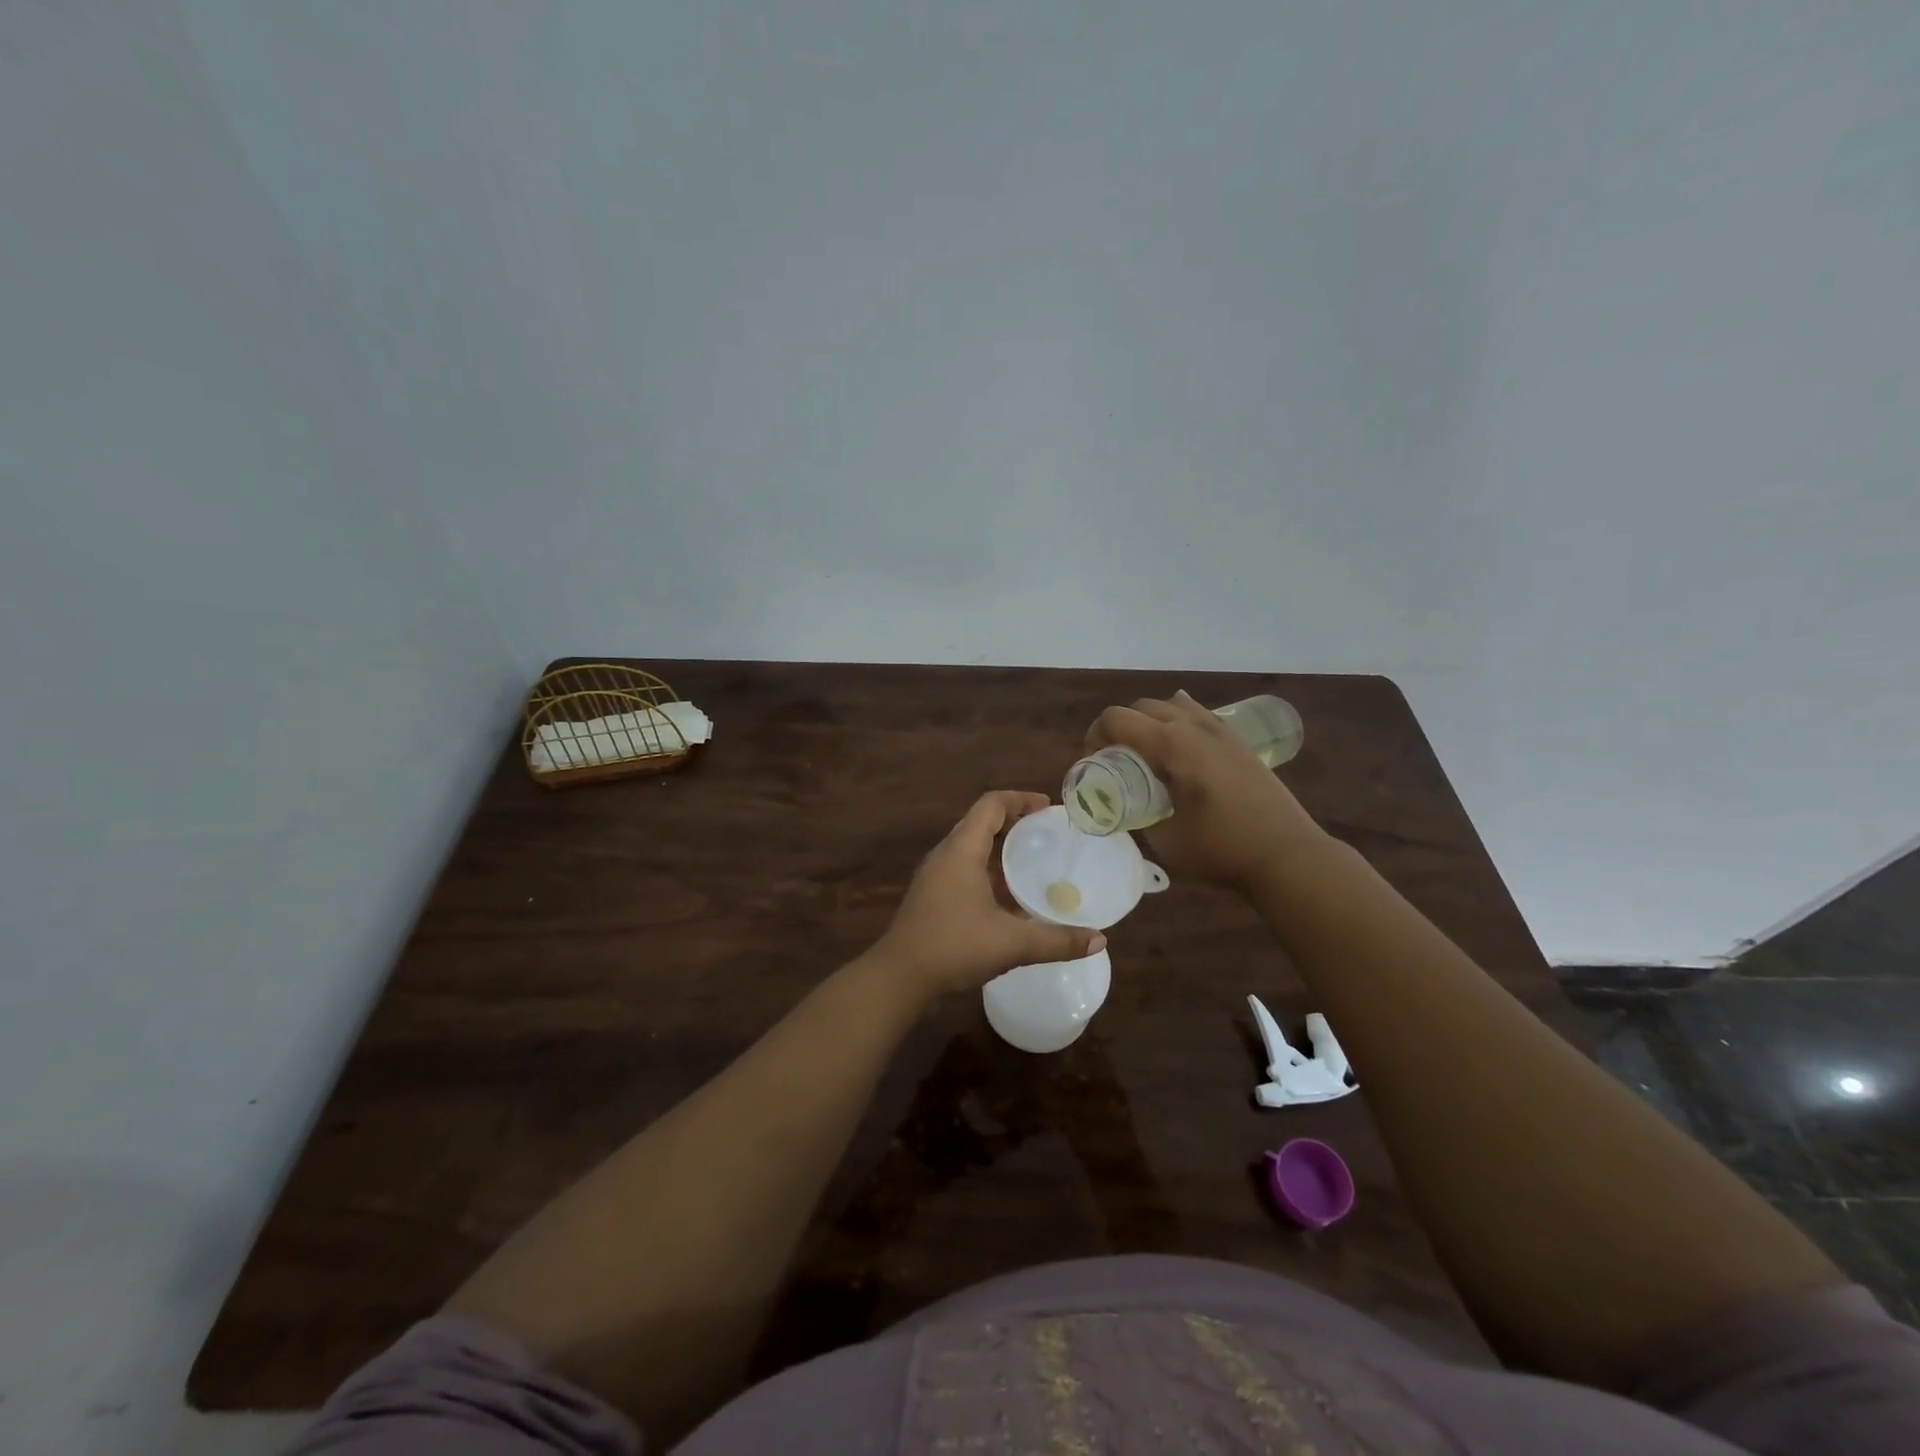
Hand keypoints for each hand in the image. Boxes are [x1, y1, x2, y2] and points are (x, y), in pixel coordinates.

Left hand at [874, 791, 1105, 998]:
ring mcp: (934, 876)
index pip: (991, 805)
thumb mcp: (1011, 943)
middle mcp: (945, 855)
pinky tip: (1008, 897)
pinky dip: (988, 870)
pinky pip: (963, 868)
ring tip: (1032, 861)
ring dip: (1000, 847)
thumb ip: (1056, 941)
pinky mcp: (930, 896)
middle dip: (1014, 822)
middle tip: (1047, 833)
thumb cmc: (953, 947)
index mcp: (961, 850)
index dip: (1020, 799)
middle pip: (980, 822)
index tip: (1048, 807)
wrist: (899, 977)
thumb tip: (1099, 940)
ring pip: (971, 847)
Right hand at [1085, 691, 1328, 891]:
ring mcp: (1220, 730)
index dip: (1094, 736)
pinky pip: (1198, 714)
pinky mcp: (1237, 741)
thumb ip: (1136, 816)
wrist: (1287, 855)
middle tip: (1113, 760)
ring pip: (1171, 706)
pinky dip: (1178, 721)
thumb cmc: (1222, 850)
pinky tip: (1179, 745)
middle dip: (1118, 727)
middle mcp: (1194, 726)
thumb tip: (1122, 806)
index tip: (1092, 763)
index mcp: (1172, 745)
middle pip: (1142, 707)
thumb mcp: (1164, 841)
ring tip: (1145, 754)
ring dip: (1148, 722)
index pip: (1117, 719)